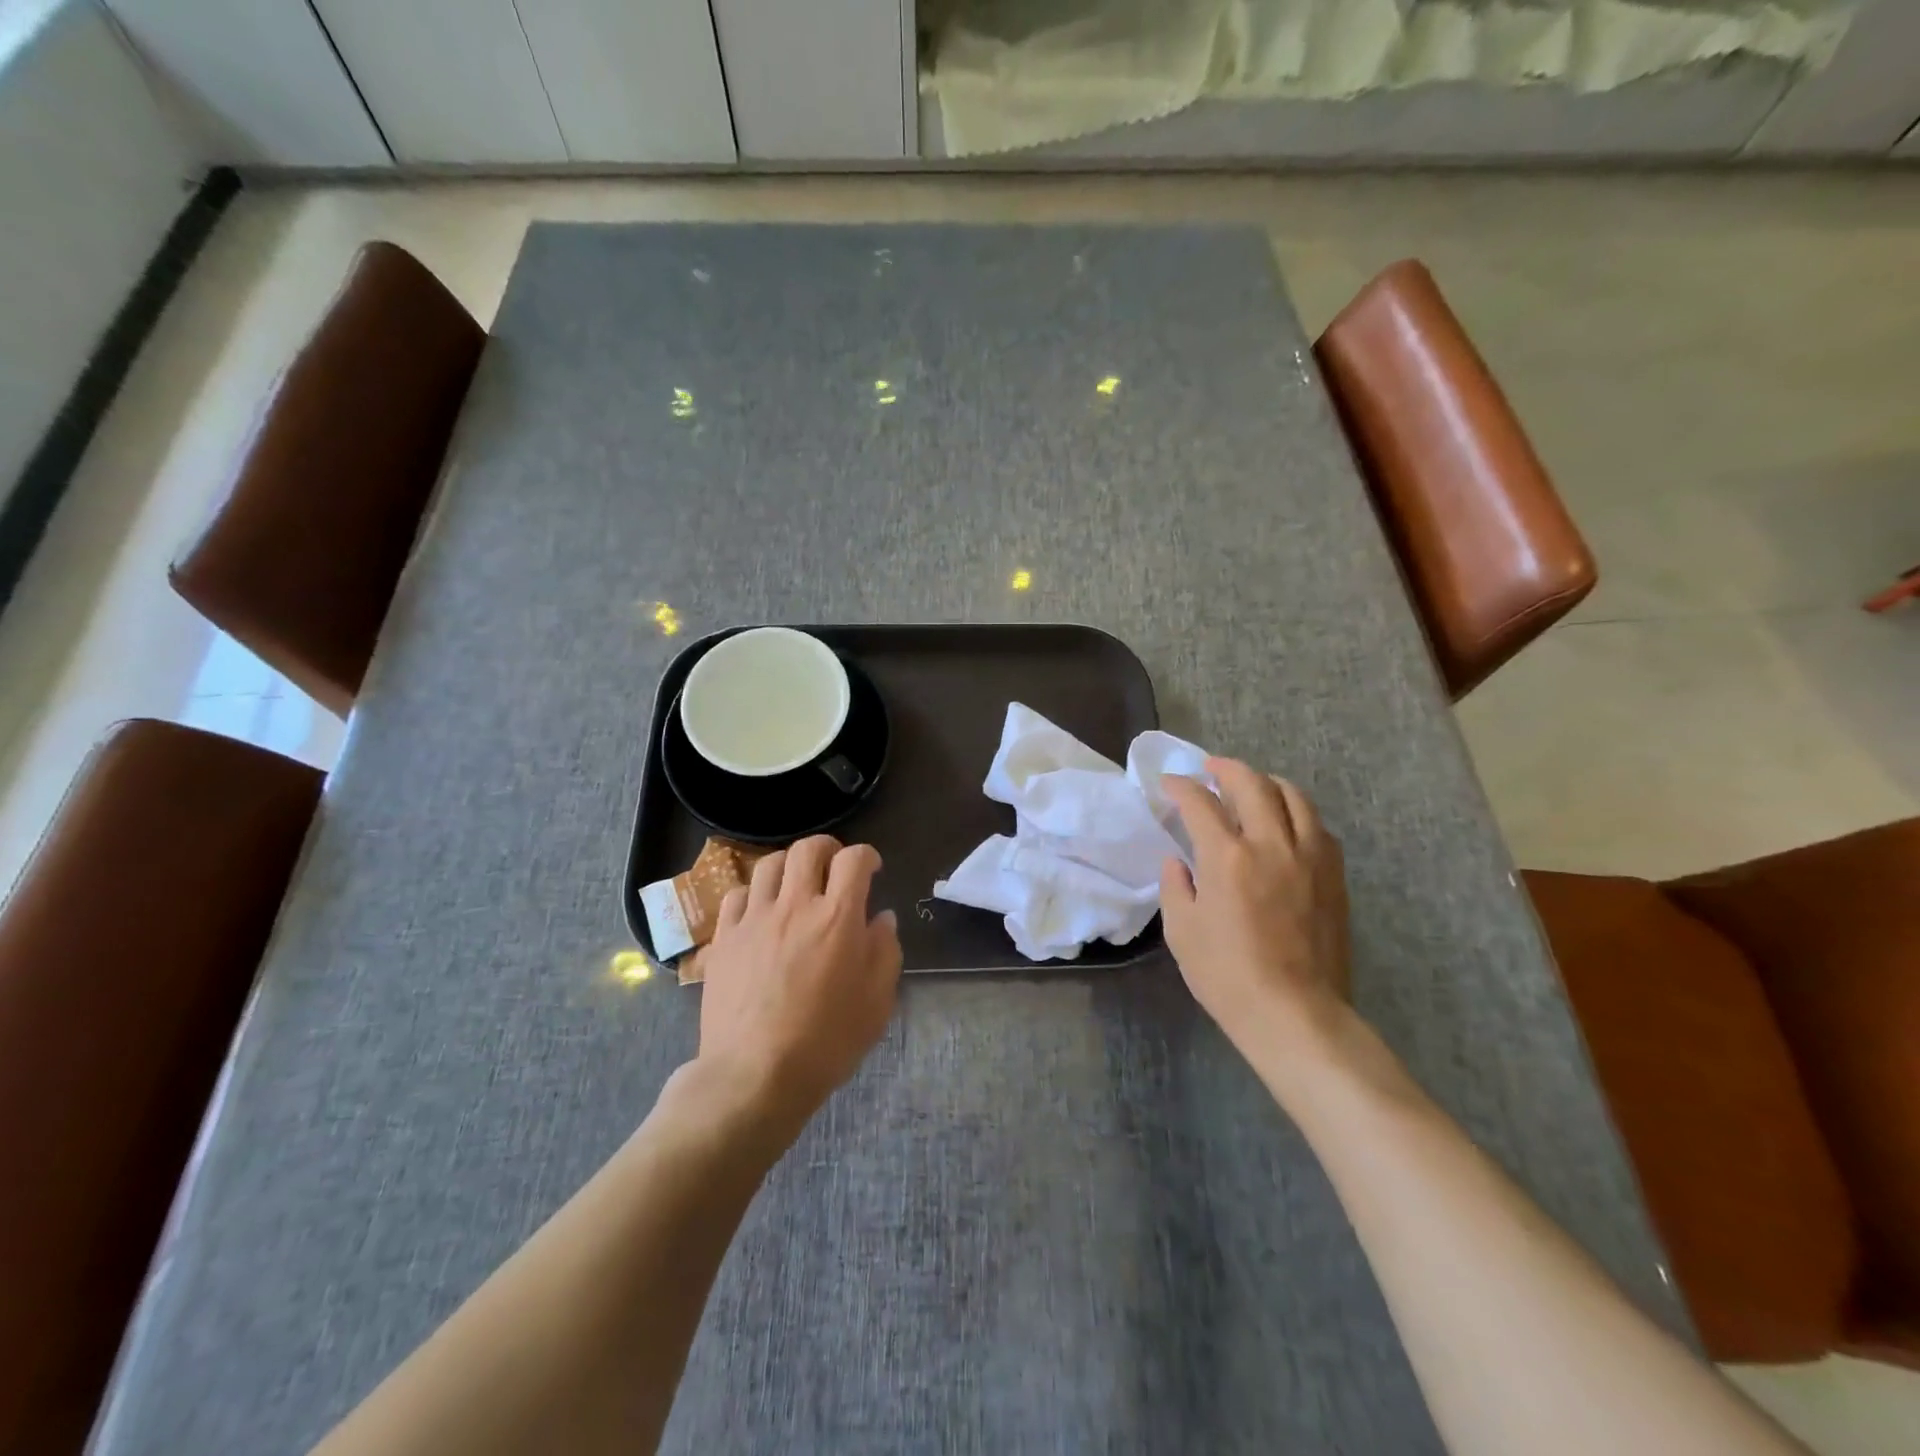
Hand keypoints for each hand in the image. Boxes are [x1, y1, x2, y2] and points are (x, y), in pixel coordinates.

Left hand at [696, 836, 901, 1128]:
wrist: (754, 1074)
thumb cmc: (826, 1041)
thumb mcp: (877, 1001)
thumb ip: (885, 951)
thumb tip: (882, 918)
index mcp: (838, 917)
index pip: (854, 860)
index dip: (867, 856)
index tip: (871, 870)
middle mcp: (795, 905)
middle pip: (807, 849)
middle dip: (827, 848)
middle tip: (834, 866)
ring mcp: (754, 919)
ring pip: (769, 865)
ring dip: (789, 866)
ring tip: (796, 884)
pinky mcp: (725, 938)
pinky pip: (736, 894)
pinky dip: (753, 893)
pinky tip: (760, 910)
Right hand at [1160, 759, 1352, 1069]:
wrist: (1295, 1015)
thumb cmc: (1227, 976)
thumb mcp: (1181, 932)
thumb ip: (1175, 886)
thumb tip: (1179, 862)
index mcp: (1228, 858)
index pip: (1200, 803)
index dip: (1181, 787)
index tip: (1169, 784)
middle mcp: (1272, 845)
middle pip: (1252, 784)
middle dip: (1226, 768)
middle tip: (1210, 769)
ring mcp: (1310, 858)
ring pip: (1294, 797)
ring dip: (1268, 783)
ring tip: (1252, 787)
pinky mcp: (1334, 876)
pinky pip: (1318, 826)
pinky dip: (1297, 813)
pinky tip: (1286, 824)